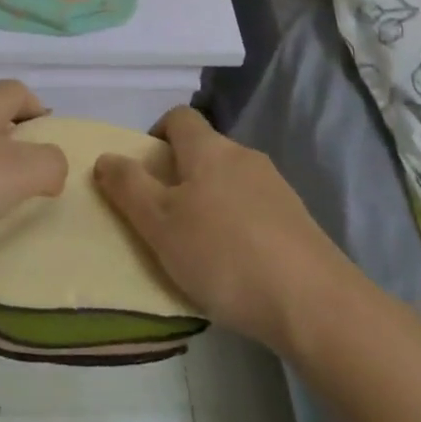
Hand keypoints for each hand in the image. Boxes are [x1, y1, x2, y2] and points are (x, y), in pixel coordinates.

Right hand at [95, 107, 350, 352]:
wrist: (314, 304)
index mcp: (208, 149)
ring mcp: (276, 186)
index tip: (144, 172)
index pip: (178, 117)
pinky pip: (255, 208)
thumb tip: (106, 157)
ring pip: (230, 180)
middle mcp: (243, 155)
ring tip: (199, 248)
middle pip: (204, 150)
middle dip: (180, 175)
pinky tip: (236, 266)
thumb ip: (128, 187)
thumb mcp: (160, 224)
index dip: (156, 135)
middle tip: (164, 218)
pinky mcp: (297, 219)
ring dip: (210, 201)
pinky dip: (238, 224)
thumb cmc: (224, 255)